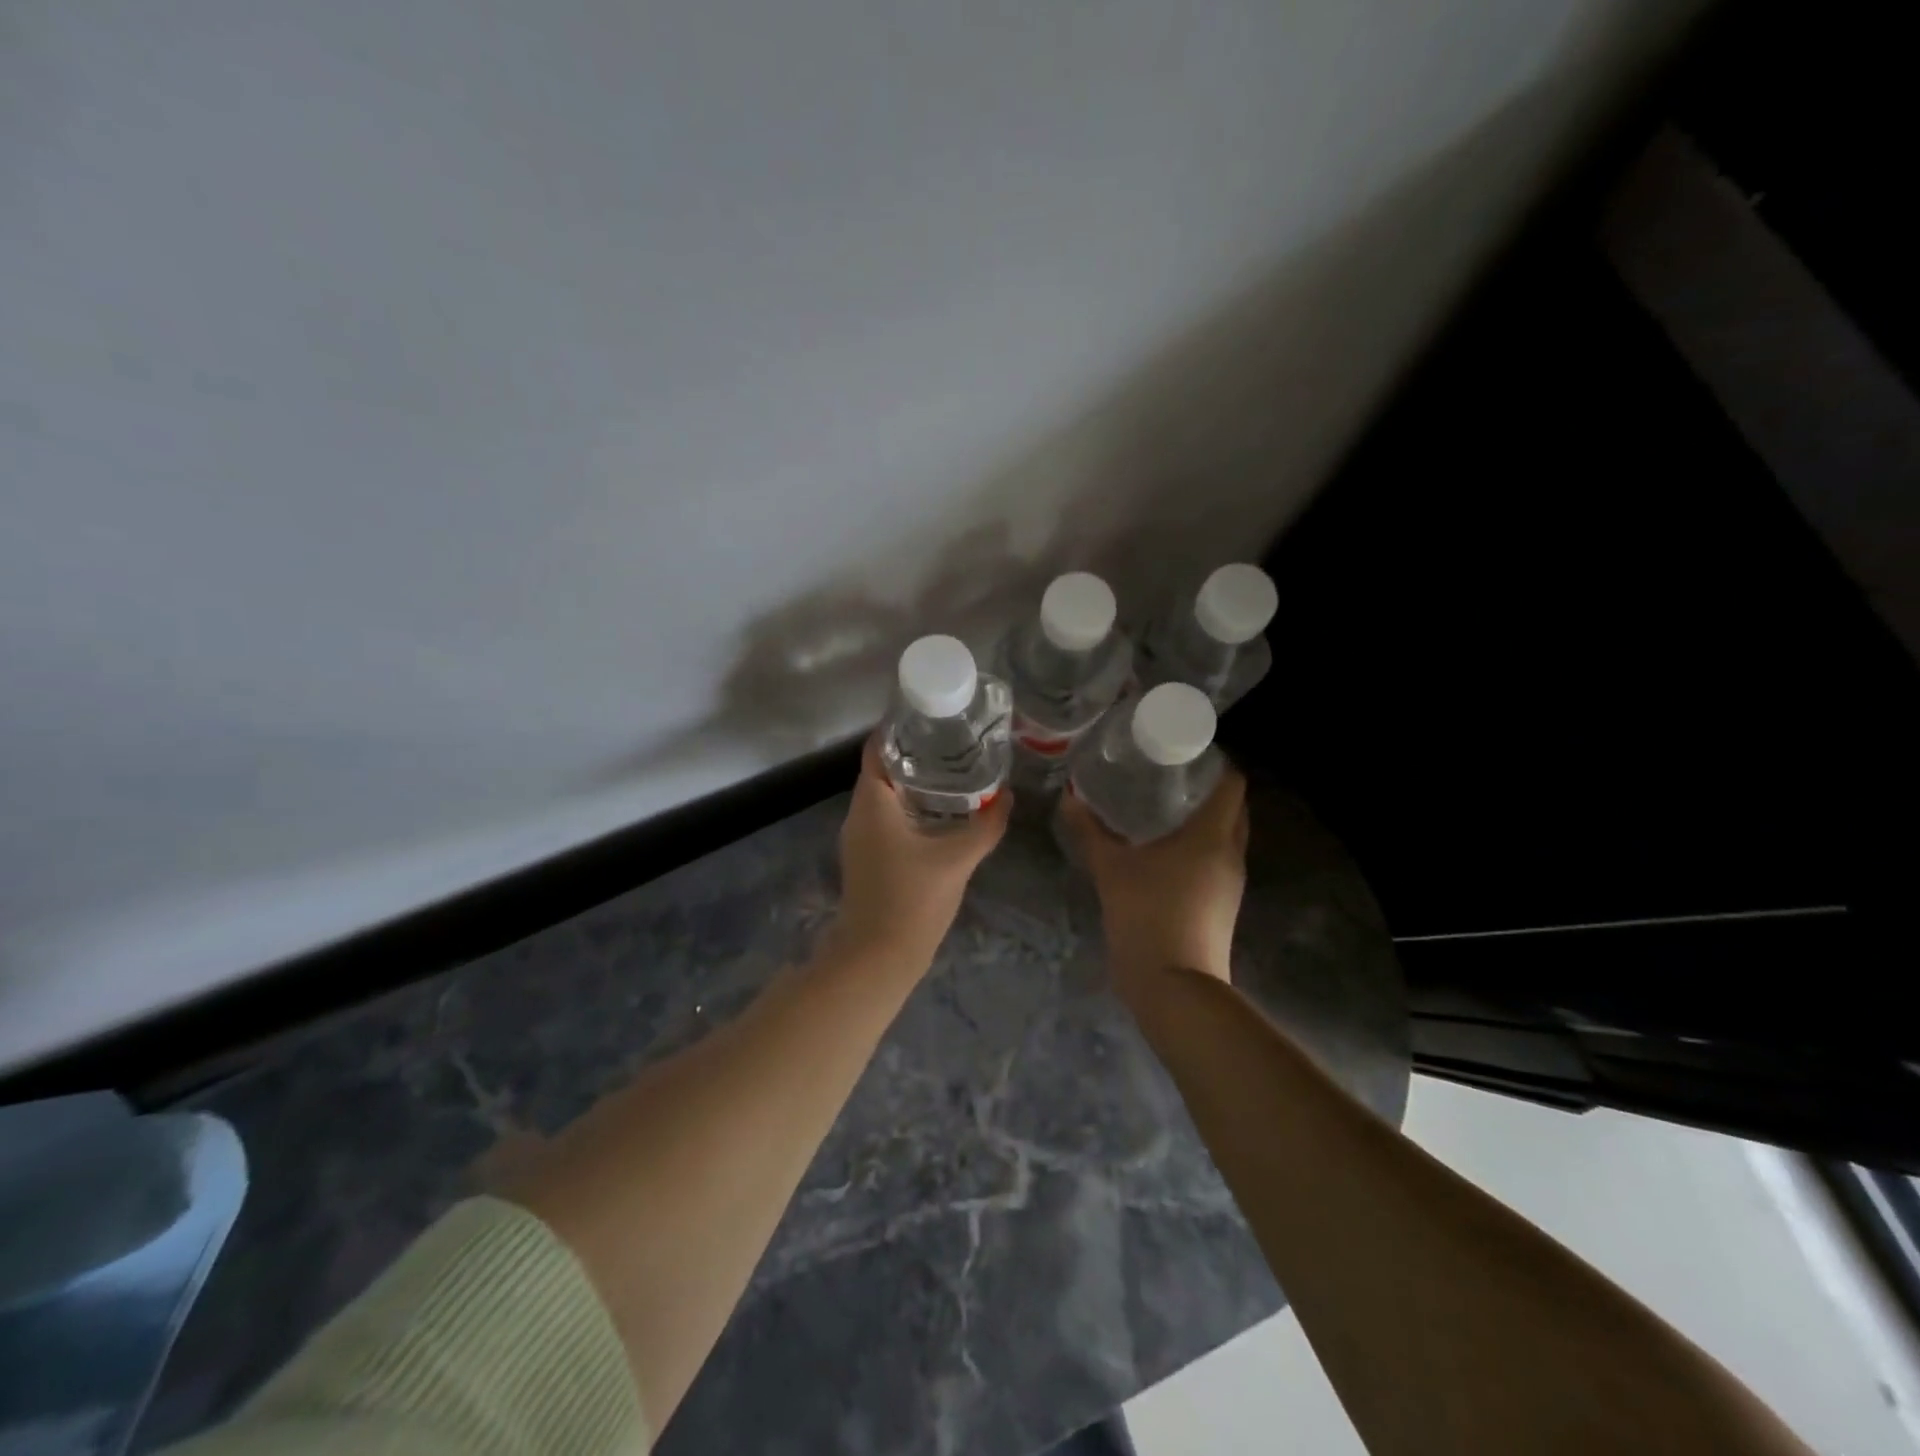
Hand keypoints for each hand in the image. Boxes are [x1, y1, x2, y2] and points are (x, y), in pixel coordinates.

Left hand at [831, 735, 1011, 963]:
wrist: (878, 958)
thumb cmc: (912, 900)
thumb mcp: (957, 858)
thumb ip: (986, 825)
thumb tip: (1008, 796)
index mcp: (872, 801)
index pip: (879, 747)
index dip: (903, 727)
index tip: (935, 716)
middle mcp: (859, 813)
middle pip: (884, 768)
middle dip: (918, 753)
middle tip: (956, 741)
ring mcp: (860, 837)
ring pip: (886, 795)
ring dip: (916, 781)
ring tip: (956, 769)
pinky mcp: (868, 857)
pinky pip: (888, 818)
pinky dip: (912, 806)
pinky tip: (942, 812)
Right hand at [1059, 766, 1248, 984]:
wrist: (1174, 986)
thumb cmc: (1147, 914)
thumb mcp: (1110, 869)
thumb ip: (1089, 831)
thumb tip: (1069, 798)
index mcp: (1213, 835)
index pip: (1232, 783)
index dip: (1215, 763)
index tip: (1183, 752)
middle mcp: (1231, 853)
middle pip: (1233, 808)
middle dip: (1207, 789)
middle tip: (1167, 777)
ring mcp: (1231, 883)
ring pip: (1226, 836)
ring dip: (1204, 820)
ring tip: (1161, 808)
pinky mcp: (1222, 905)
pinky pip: (1217, 861)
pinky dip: (1199, 847)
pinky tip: (1164, 851)